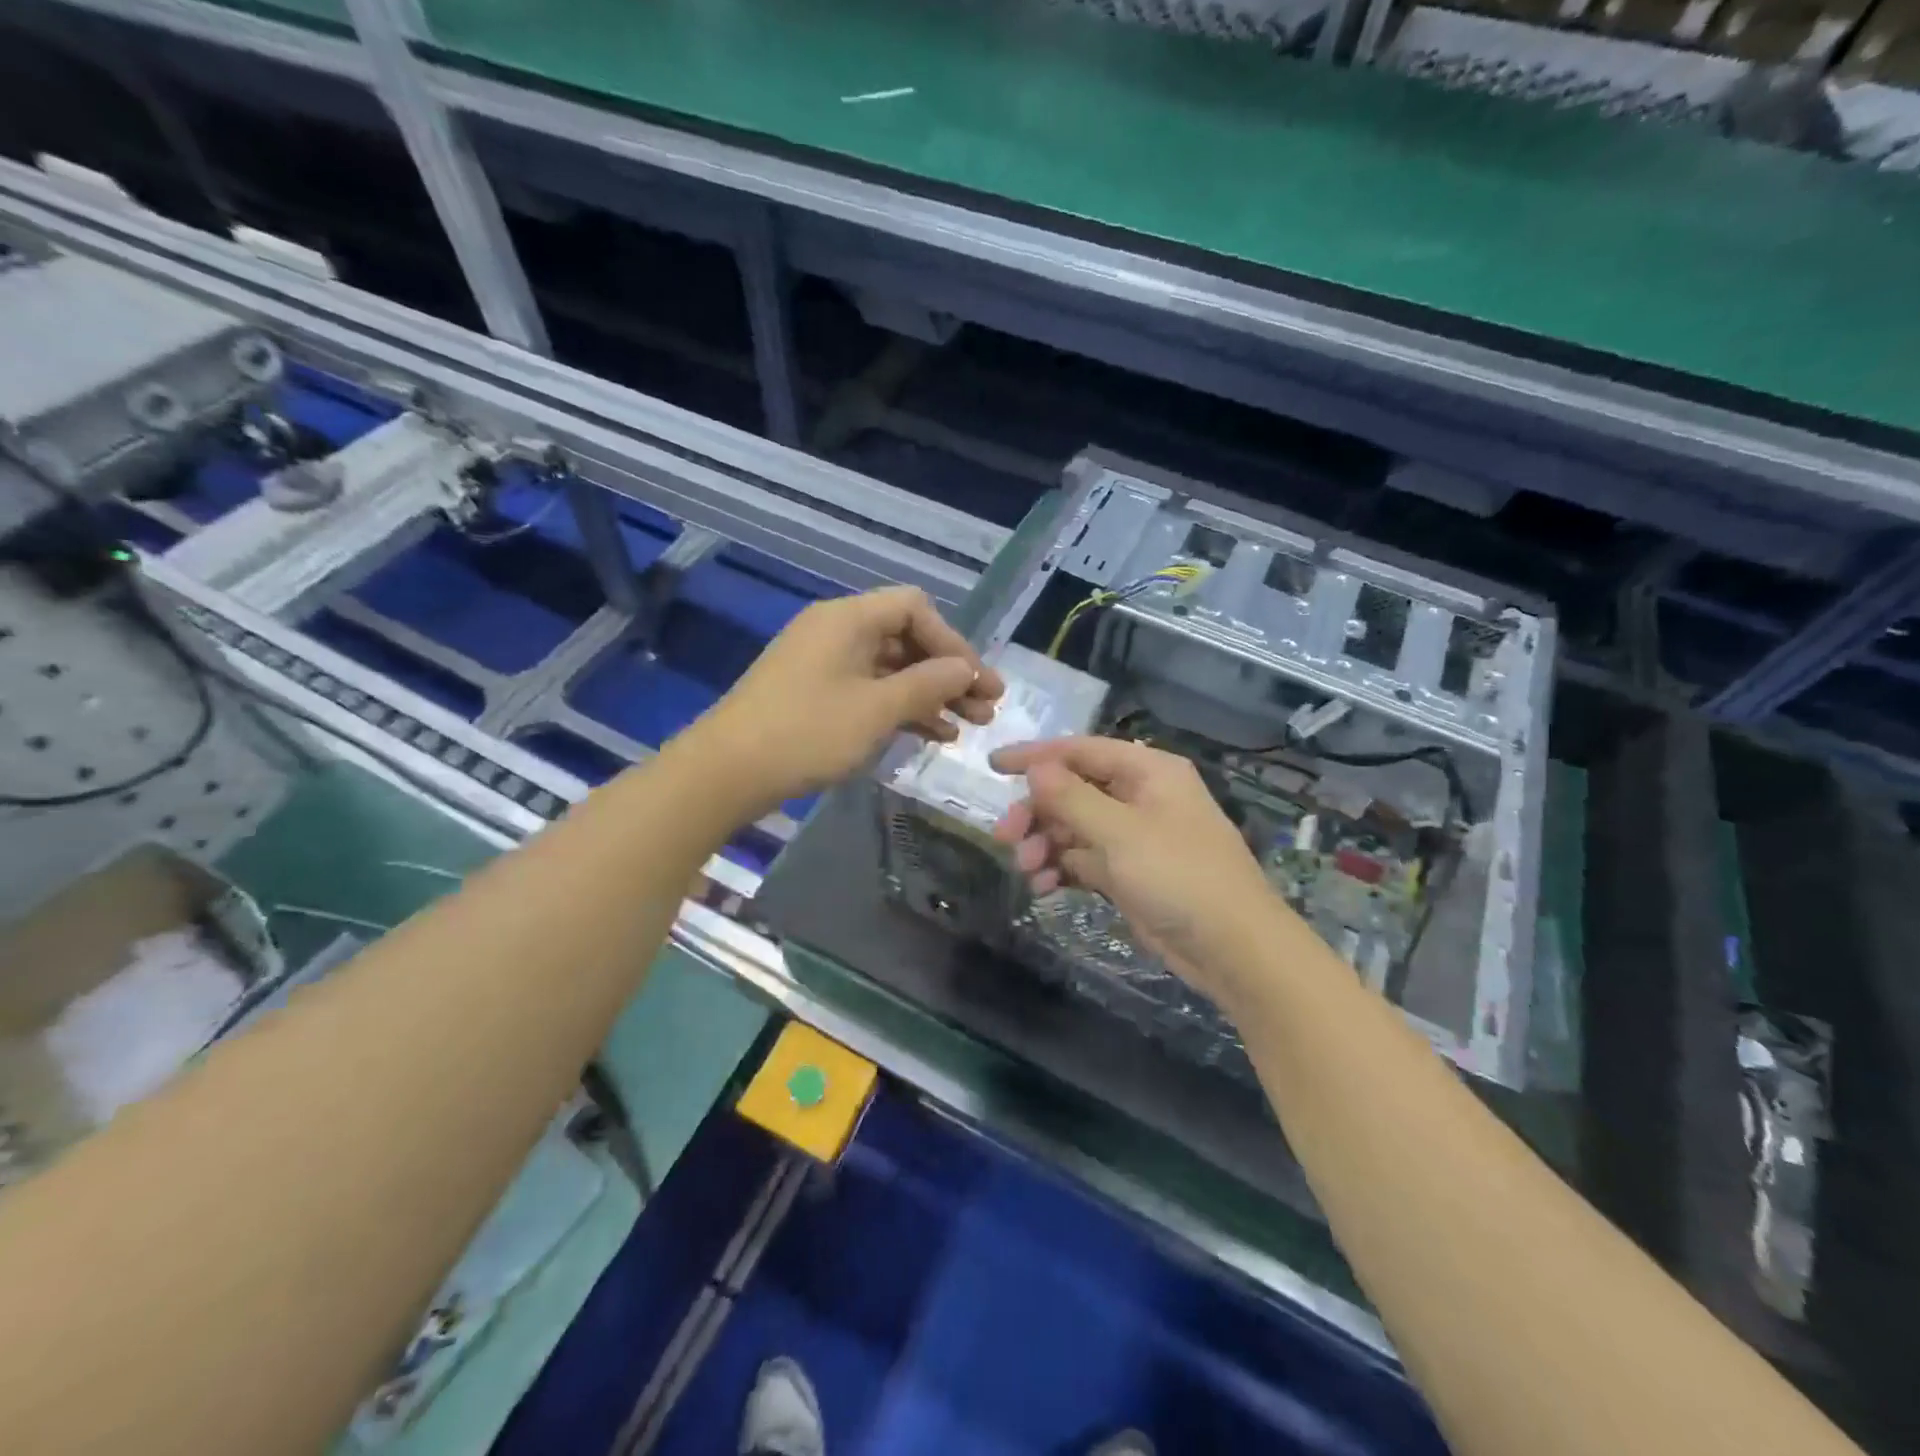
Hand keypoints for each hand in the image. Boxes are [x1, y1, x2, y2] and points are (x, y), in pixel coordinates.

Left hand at [696, 586, 1002, 812]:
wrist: (727, 771)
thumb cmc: (807, 732)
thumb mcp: (877, 709)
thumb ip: (928, 684)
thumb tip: (966, 670)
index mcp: (849, 619)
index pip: (916, 609)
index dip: (953, 641)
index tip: (977, 681)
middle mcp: (837, 632)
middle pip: (907, 639)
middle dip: (949, 673)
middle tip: (987, 708)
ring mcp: (825, 664)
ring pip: (891, 669)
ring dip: (931, 694)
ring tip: (968, 727)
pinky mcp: (817, 694)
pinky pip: (870, 690)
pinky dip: (902, 708)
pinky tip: (932, 734)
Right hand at [990, 736, 1290, 1006]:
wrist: (1234, 949)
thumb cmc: (1180, 877)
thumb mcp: (1121, 833)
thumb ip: (1072, 798)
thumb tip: (1035, 769)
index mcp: (1148, 771)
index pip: (1081, 750)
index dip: (1036, 756)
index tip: (993, 766)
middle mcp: (1140, 796)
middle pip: (1073, 791)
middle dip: (1038, 812)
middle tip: (1005, 837)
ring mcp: (1135, 836)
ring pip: (1074, 827)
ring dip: (1046, 844)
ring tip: (1026, 870)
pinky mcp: (1129, 872)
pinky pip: (1084, 859)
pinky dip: (1062, 869)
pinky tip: (1043, 887)